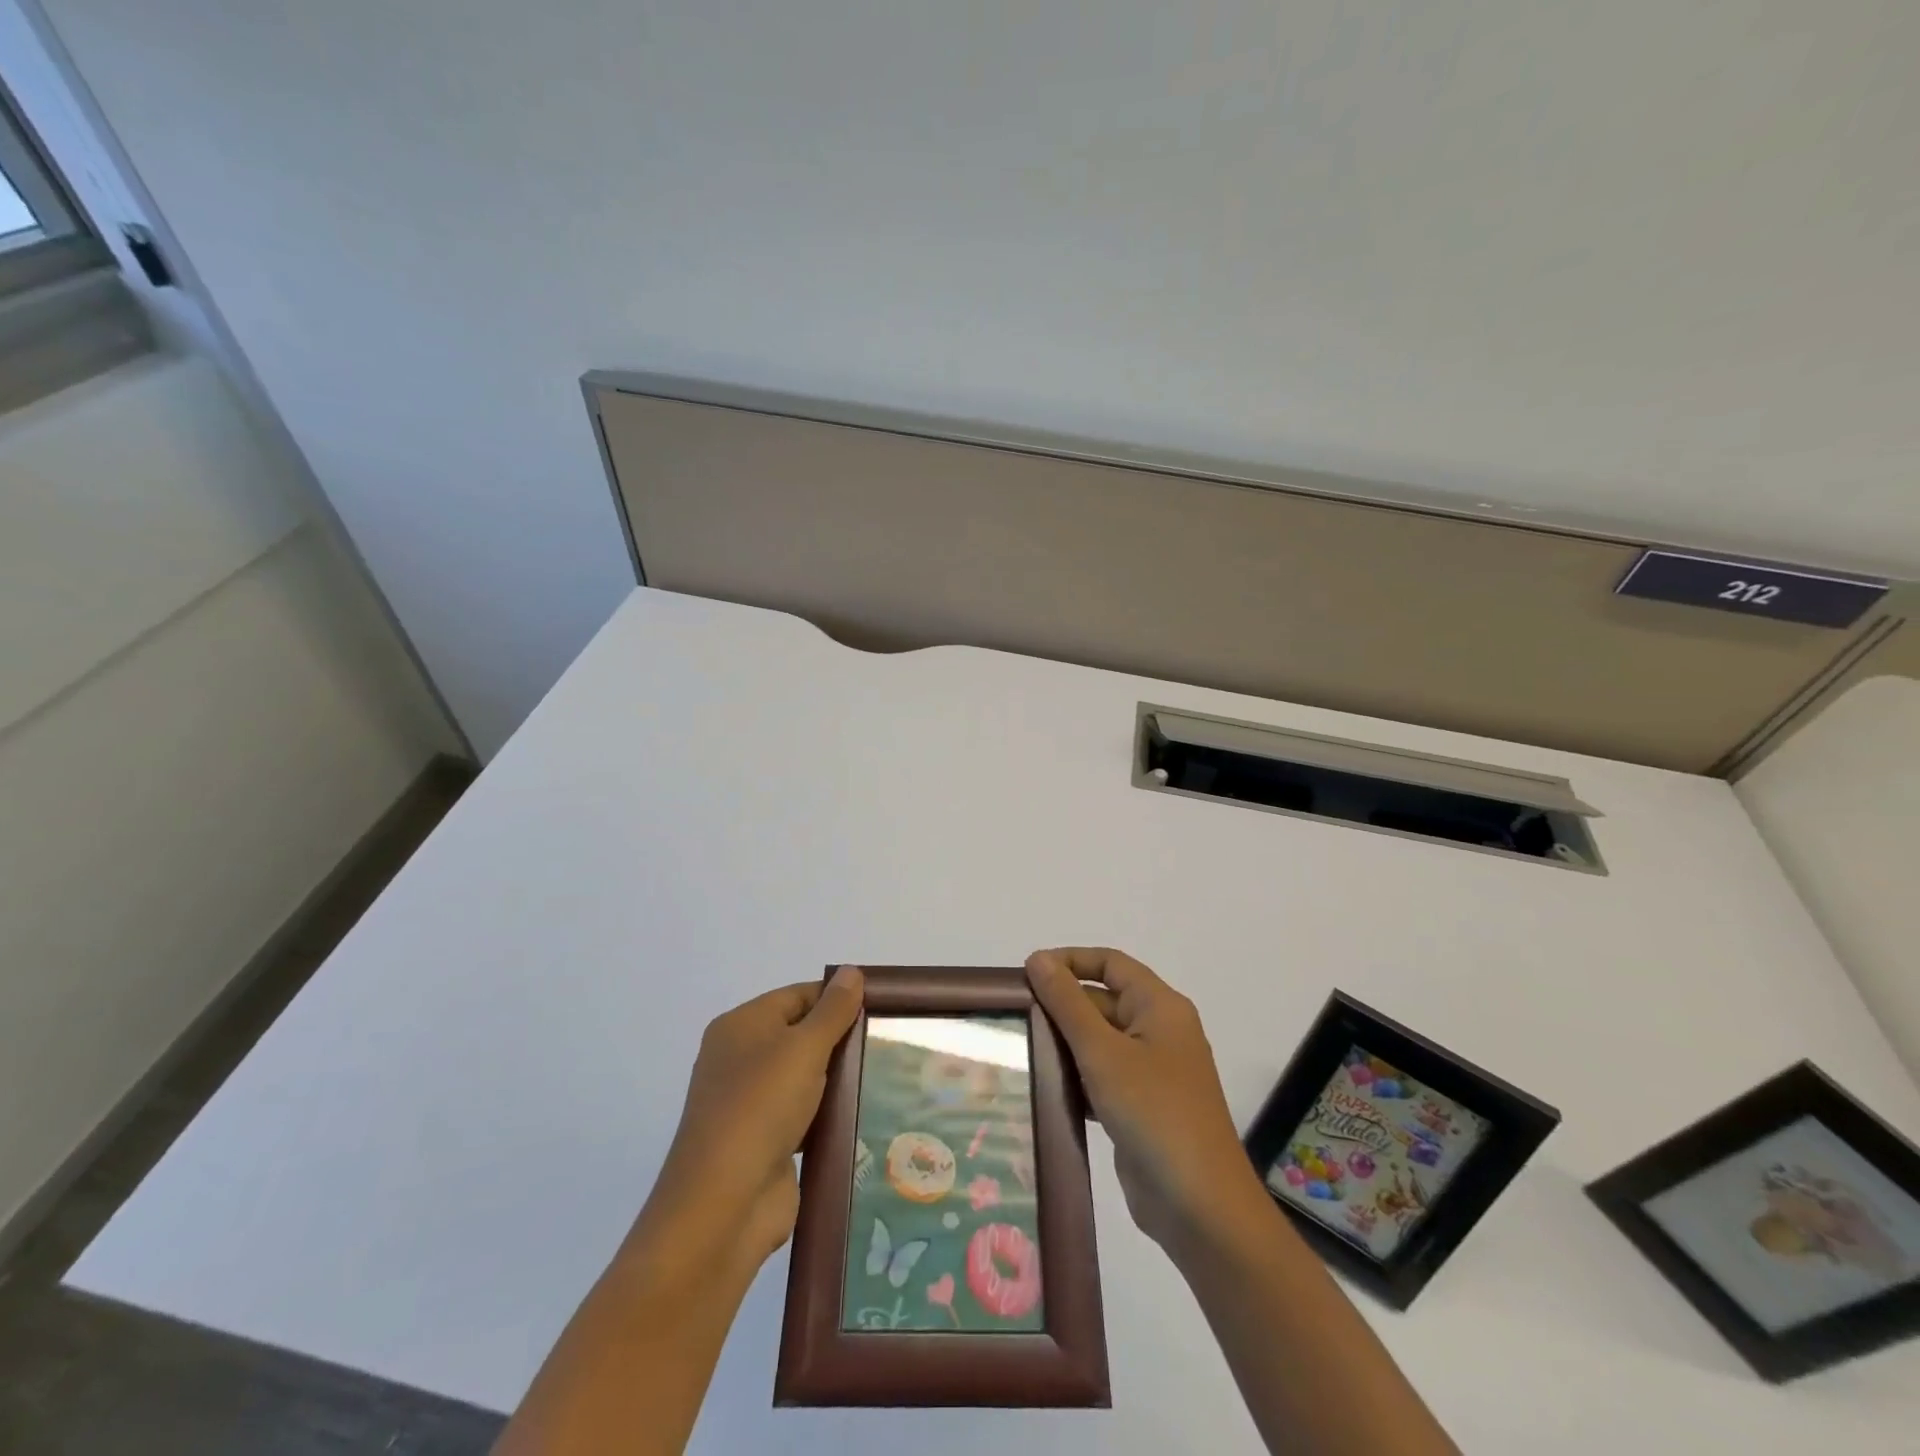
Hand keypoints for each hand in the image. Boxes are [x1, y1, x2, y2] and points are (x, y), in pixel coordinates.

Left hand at [639, 966, 864, 1273]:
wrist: (722, 1205)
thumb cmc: (760, 1107)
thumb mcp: (803, 1048)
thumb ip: (832, 1010)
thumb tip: (851, 972)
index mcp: (741, 1026)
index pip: (798, 995)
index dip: (837, 997)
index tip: (879, 1007)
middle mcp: (740, 1058)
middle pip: (801, 1034)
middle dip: (841, 1038)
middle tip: (889, 1041)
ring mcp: (750, 1103)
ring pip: (804, 1077)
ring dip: (837, 1079)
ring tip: (884, 1076)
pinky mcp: (764, 1142)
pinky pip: (804, 1115)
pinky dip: (828, 1114)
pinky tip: (862, 1114)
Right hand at [1025, 948, 1263, 1254]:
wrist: (1201, 1208)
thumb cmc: (1153, 1113)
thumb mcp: (1103, 1052)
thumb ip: (1067, 1003)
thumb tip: (1038, 959)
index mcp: (1160, 1006)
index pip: (1110, 963)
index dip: (1070, 960)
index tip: (1028, 973)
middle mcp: (1159, 1030)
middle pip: (1103, 1000)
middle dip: (1061, 1006)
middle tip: (1012, 1016)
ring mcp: (1152, 1071)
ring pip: (1099, 1041)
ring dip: (1064, 1044)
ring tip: (1018, 1049)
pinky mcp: (1142, 1107)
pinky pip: (1103, 1077)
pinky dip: (1075, 1077)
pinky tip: (1042, 1088)